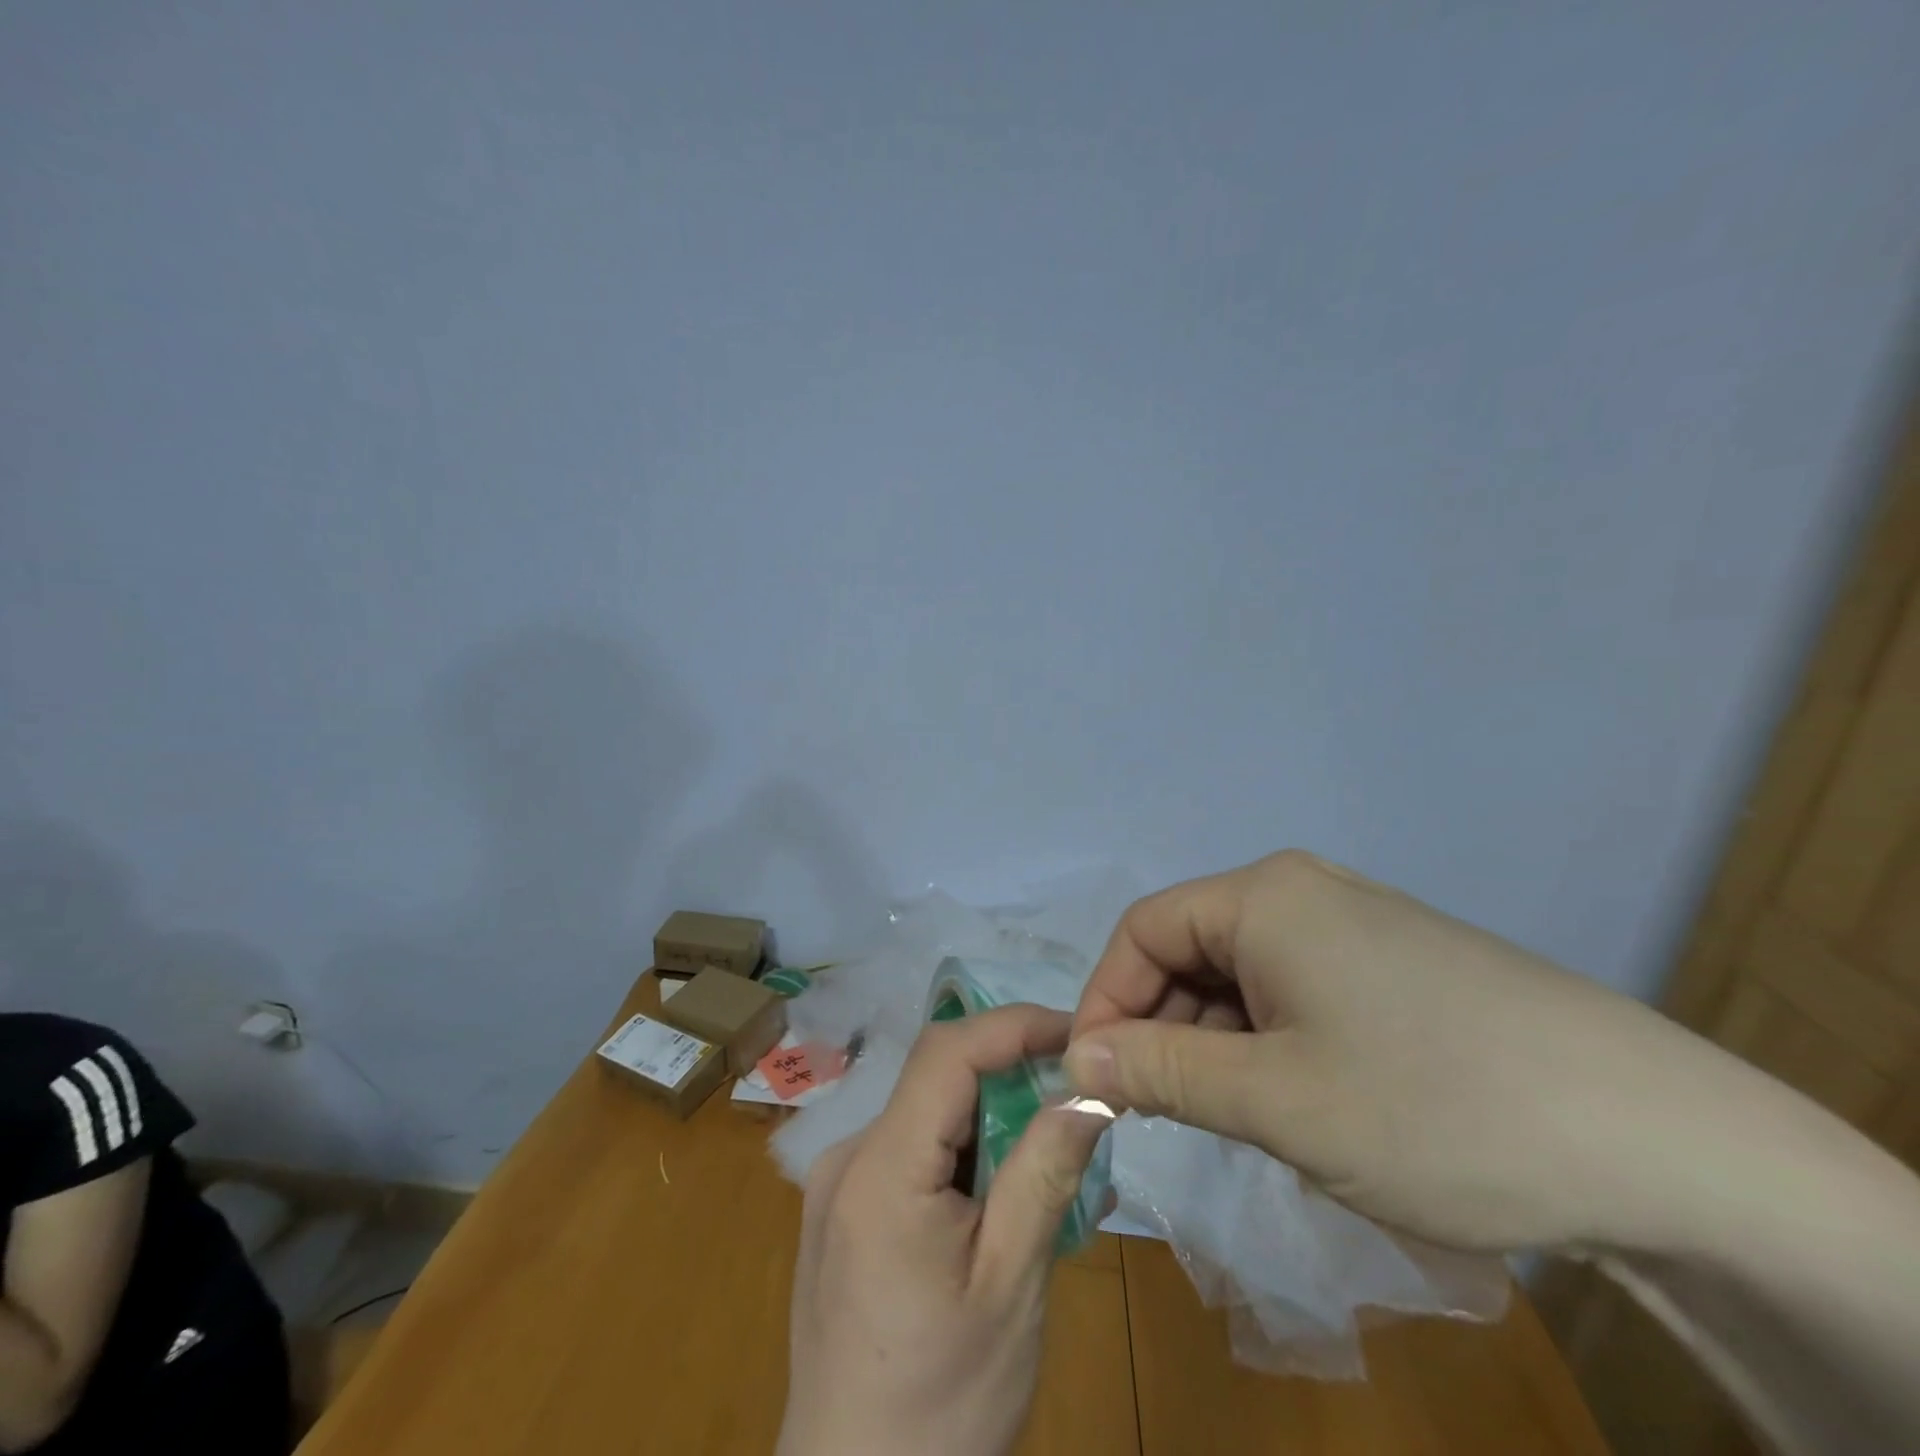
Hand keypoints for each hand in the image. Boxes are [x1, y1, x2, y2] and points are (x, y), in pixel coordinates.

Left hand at [778, 1005, 1109, 1455]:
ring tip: (1051, 1161)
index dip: (1013, 1026)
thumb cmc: (940, 1405)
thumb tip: (1089, 1087)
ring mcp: (837, 1184)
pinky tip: (1001, 1202)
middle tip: (1077, 1104)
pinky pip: (910, 1154)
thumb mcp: (1010, 1287)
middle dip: (1010, 1077)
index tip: (1077, 1035)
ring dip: (990, 1121)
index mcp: (879, 1167)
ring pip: (928, 1116)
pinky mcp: (842, 1211)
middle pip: (937, 1081)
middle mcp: (847, 1156)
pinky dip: (963, 1157)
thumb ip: (1045, 1172)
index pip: (947, 1051)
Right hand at [1065, 850, 1767, 1252]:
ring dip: (1217, 1043)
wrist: (1662, 1139)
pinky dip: (1270, 1042)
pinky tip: (1300, 1102)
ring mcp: (1354, 925)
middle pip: (1192, 949)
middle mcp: (1301, 892)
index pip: (1143, 930)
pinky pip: (1294, 989)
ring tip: (1239, 1120)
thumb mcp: (1277, 1099)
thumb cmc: (1435, 1106)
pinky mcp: (1394, 964)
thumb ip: (1160, 1072)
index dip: (1106, 1000)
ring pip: (1243, 975)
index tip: (1096, 1077)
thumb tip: (1076, 1057)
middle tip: (1162, 1112)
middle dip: (1162, 1027)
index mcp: (1263, 896)